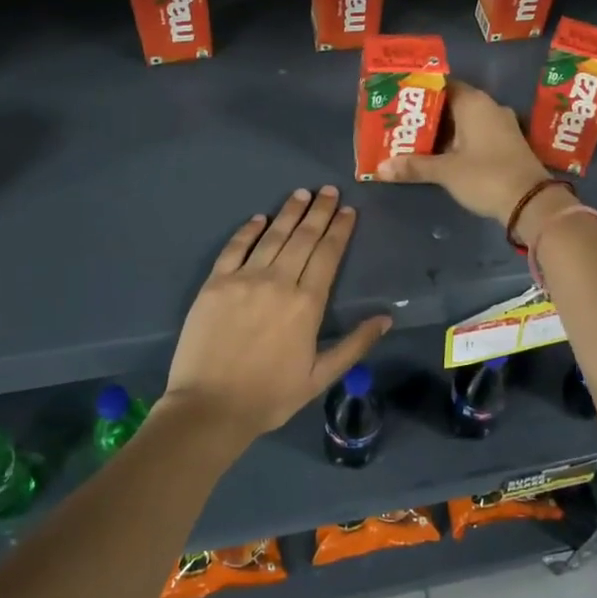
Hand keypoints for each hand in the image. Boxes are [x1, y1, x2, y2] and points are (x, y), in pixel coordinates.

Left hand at [160, 187, 390, 441]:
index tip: (347, 210)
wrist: (210, 407)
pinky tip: (259, 218)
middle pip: (303, 238)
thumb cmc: (270, 396)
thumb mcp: (320, 376)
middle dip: (319, 211)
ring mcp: (244, 279)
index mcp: (307, 303)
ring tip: (302, 193)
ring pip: (272, 236)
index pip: (328, 254)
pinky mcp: (215, 283)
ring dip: (289, 212)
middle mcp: (278, 282)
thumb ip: (354, 344)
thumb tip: (386, 318)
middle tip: (328, 189)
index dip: (339, 229)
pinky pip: (235, 248)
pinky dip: (248, 230)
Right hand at [377, 80, 549, 225]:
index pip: (443, 85)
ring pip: (466, 121)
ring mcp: (502, 126)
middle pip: (453, 104)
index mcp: (474, 103)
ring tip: (416, 140)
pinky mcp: (508, 144)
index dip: (421, 92)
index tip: (401, 100)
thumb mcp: (446, 172)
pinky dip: (459, 141)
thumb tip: (381, 167)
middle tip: (402, 123)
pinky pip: (477, 134)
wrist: (531, 202)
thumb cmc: (486, 176)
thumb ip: (414, 166)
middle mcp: (490, 107)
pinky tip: (442, 154)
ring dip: (444, 131)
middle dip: (429, 115)